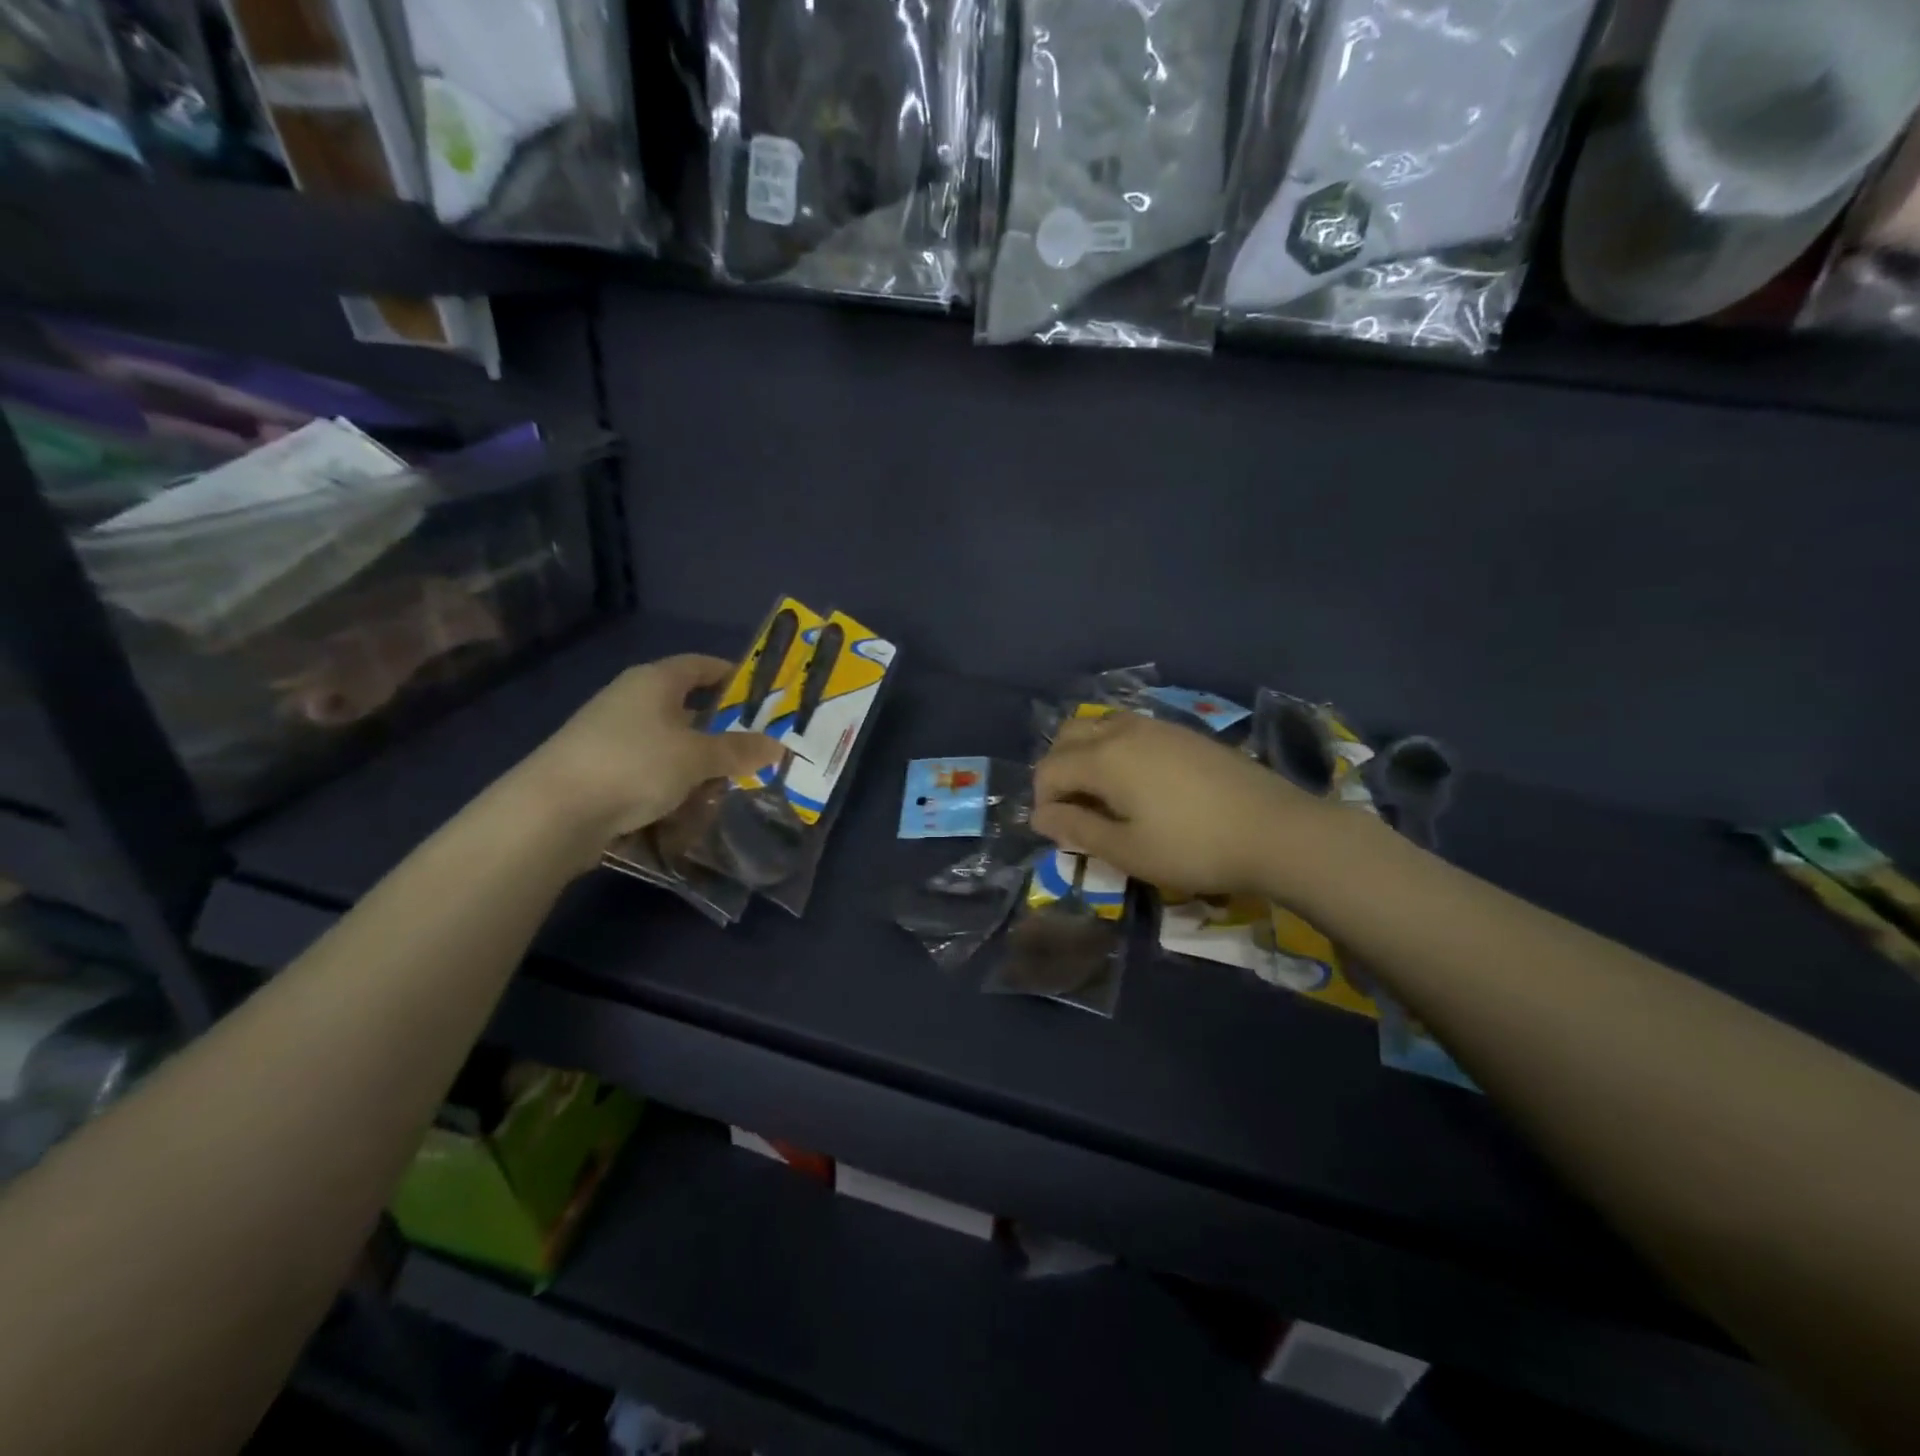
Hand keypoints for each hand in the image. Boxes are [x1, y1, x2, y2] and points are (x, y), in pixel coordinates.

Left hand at [517, 655, 782, 846]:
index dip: (732, 675)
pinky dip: (672, 789)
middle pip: (688, 710)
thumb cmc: (635, 765)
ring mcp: (612, 737)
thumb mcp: (697, 757)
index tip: (762, 694)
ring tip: (727, 791)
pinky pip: (650, 773)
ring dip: (698, 768)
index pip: (700, 665)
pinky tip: (689, 813)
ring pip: (671, 747)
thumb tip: (777, 746)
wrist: (553, 813)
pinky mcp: (601, 772)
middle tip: (755, 753)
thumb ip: (738, 750)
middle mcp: (631, 701)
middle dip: (721, 734)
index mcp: (654, 682)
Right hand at [1032, 714, 1329, 894]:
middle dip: (1058, 770)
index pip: (1049, 768)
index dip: (1043, 800)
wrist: (1277, 830)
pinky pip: (1129, 729)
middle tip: (1074, 809)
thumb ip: (1077, 829)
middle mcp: (1123, 730)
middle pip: (1068, 736)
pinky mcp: (1183, 732)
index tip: (1060, 833)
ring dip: (1086, 755)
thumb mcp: (1127, 850)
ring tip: (1103, 796)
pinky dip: (1114, 749)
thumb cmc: (1194, 847)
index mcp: (1104, 757)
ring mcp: (1157, 726)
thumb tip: (1040, 815)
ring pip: (1099, 726)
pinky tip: (1138, 783)